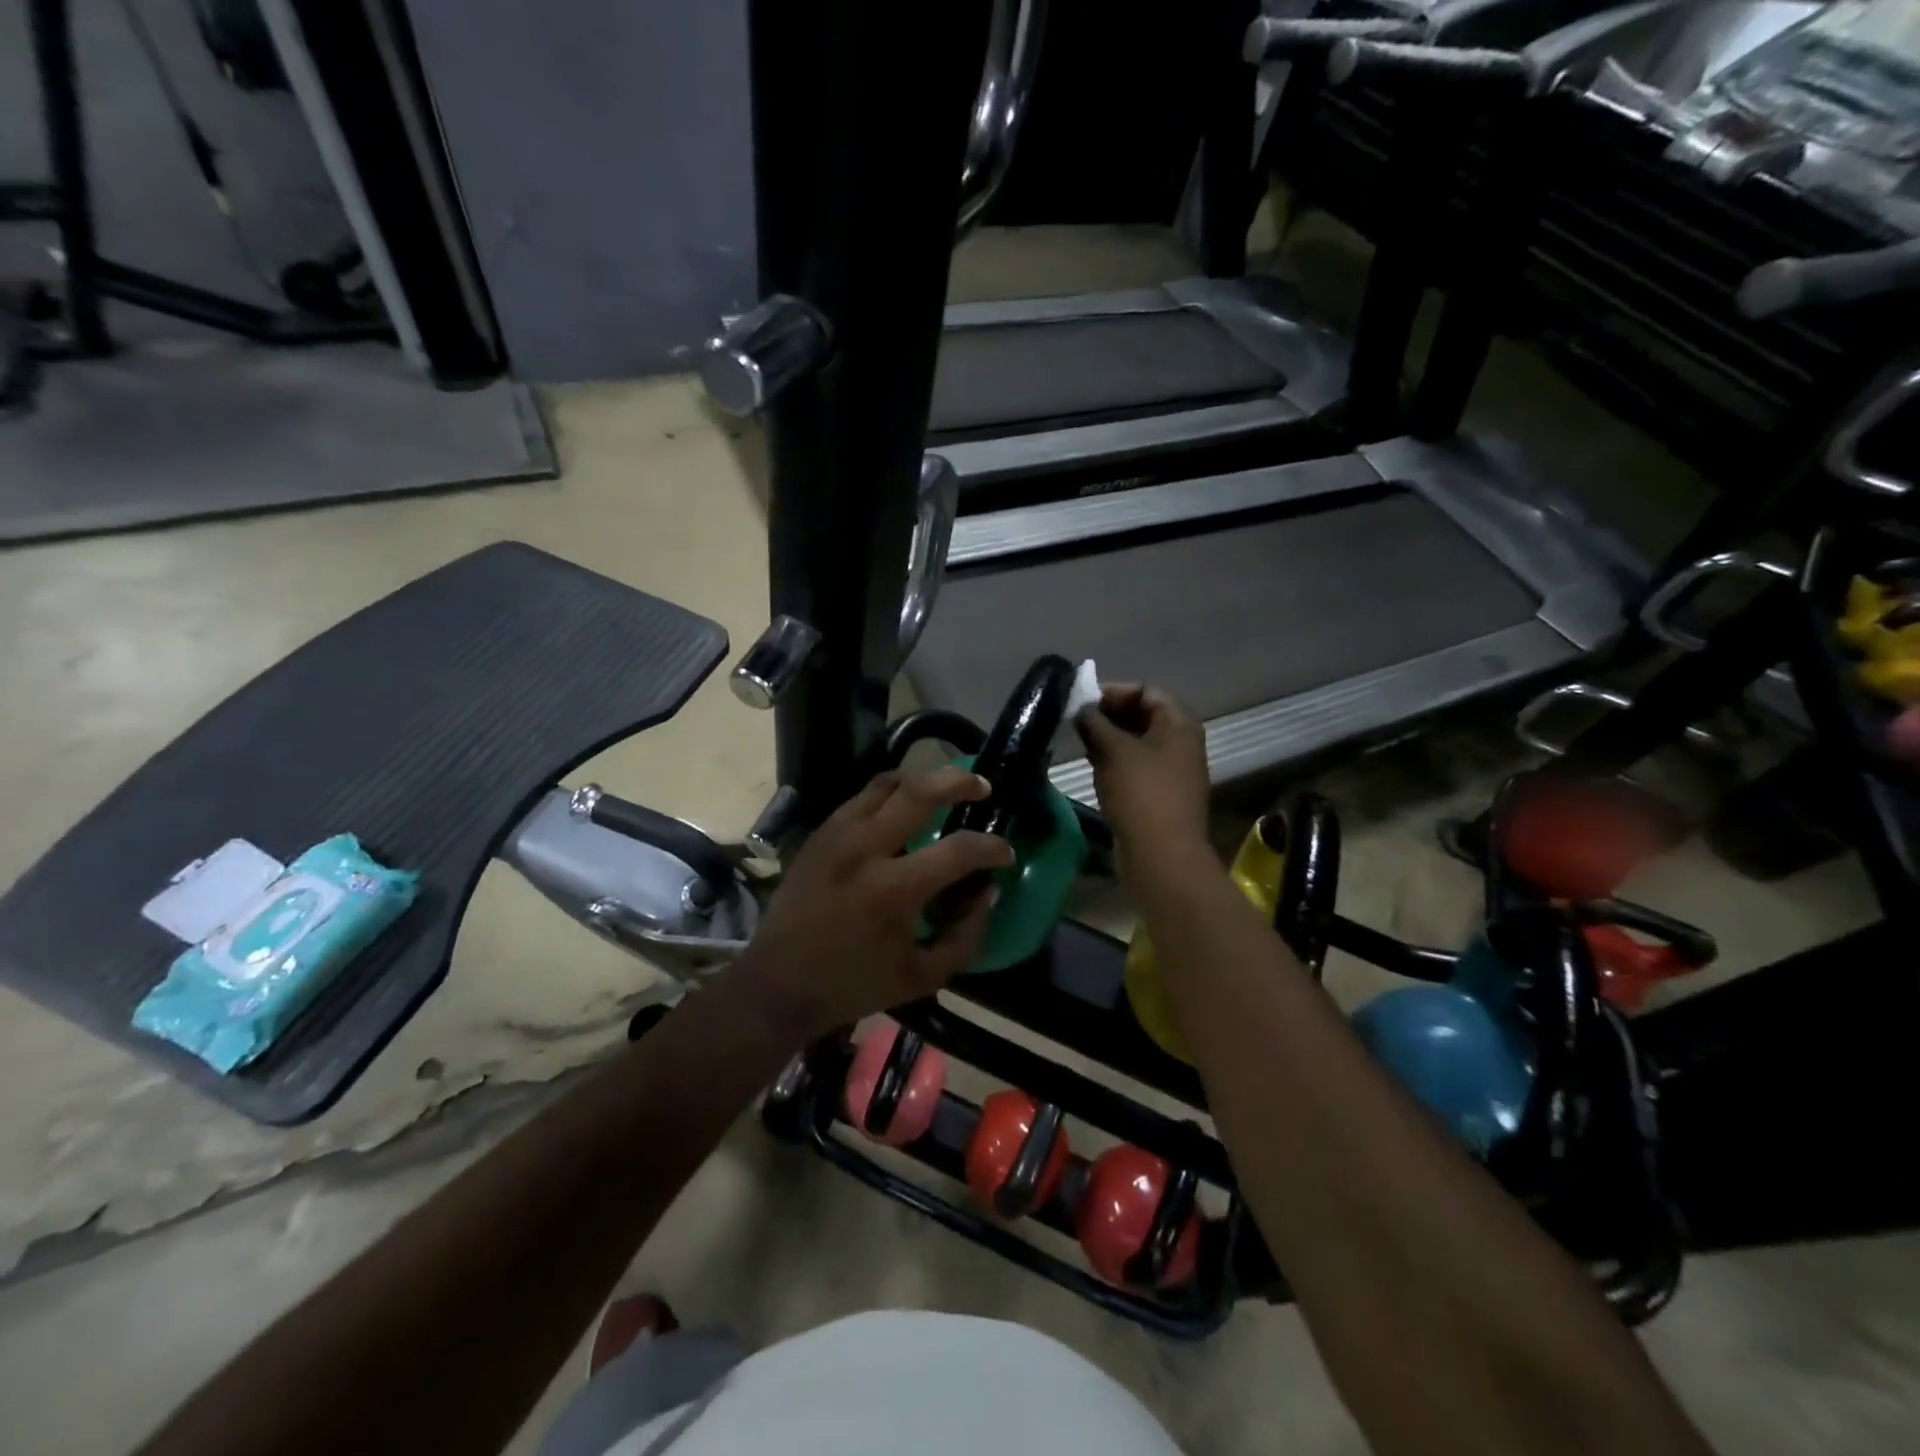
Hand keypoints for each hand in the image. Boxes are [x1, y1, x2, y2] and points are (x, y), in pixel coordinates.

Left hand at [731, 767, 1014, 1041]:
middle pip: (920, 790)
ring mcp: (838, 834)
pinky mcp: (820, 833)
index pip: (959, 850)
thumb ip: (965, 935)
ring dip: (922, 781)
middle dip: (960, 782)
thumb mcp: (923, 977)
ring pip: (887, 783)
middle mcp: (865, 848)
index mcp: (894, 889)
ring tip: (943, 790)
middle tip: (982, 788)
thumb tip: (986, 891)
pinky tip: (902, 809)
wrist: (778, 983)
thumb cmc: (853, 985)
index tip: (1005, 853)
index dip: (992, 848)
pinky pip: (862, 797)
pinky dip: (890, 795)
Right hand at [1076, 683, 1210, 859]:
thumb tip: (1081, 707)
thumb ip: (1095, 722)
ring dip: (1108, 739)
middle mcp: (1180, 743)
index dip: (1113, 692)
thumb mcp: (1114, 750)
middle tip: (1076, 720)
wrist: (1161, 855)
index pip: (1146, 691)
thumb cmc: (1141, 793)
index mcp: (1179, 724)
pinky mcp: (1159, 794)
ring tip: (1079, 741)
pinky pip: (1135, 766)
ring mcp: (1171, 770)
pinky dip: (1114, 760)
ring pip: (1136, 743)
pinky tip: (1091, 764)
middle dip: (1108, 715)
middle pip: (1142, 715)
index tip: (1082, 701)